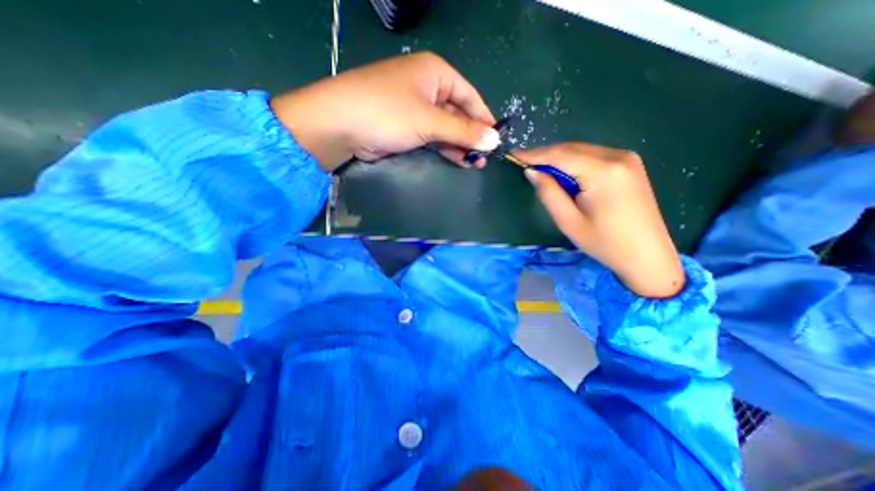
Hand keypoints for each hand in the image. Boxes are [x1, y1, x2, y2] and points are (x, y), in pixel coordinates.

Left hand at [271, 52, 498, 170]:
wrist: (340, 125)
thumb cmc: (388, 113)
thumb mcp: (430, 121)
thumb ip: (463, 132)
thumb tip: (494, 141)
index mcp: (435, 73)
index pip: (470, 96)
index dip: (484, 119)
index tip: (496, 140)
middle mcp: (427, 87)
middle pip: (458, 113)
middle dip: (471, 136)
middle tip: (484, 158)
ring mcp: (415, 109)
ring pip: (445, 127)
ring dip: (459, 145)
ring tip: (474, 163)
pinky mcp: (406, 127)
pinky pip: (432, 137)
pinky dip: (444, 148)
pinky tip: (457, 160)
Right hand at [515, 142, 686, 297]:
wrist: (647, 255)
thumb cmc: (603, 242)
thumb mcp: (568, 221)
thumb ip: (548, 192)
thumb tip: (532, 171)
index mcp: (602, 172)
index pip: (560, 155)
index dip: (534, 154)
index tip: (514, 154)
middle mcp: (617, 156)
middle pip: (572, 148)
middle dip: (546, 155)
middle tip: (525, 163)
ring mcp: (627, 158)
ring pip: (582, 150)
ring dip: (559, 158)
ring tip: (541, 170)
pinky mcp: (630, 165)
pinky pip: (594, 156)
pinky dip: (575, 161)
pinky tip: (565, 173)